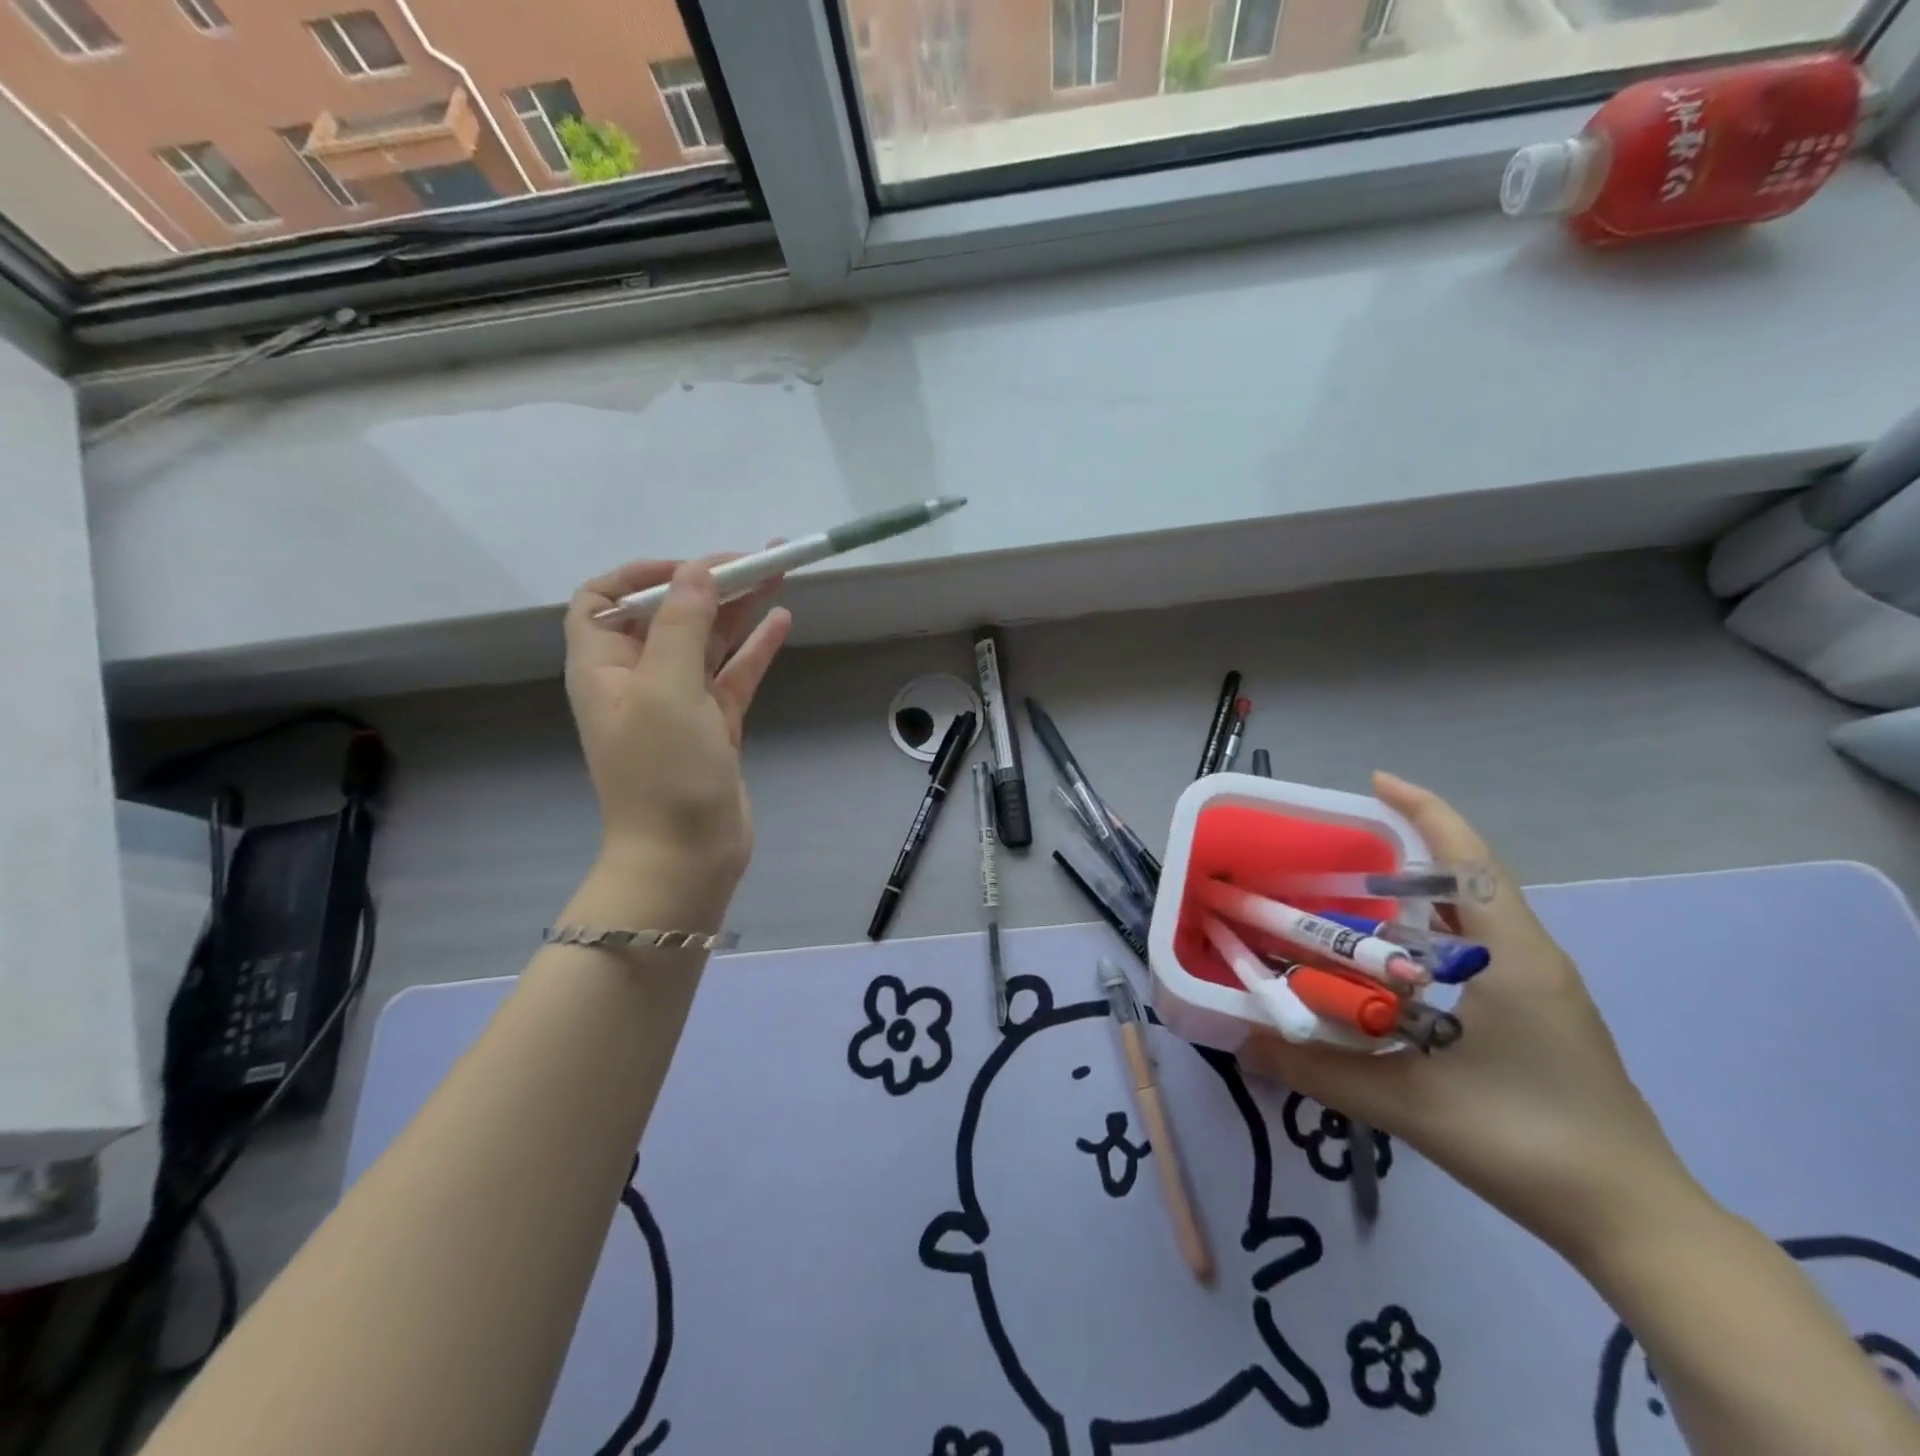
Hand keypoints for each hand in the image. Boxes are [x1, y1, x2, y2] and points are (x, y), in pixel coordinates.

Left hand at [564, 557, 791, 895]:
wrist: (685, 856)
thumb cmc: (663, 771)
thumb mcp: (666, 689)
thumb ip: (681, 624)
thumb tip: (696, 571)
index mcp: (604, 667)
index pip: (604, 600)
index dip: (642, 575)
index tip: (691, 570)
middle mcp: (637, 679)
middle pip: (669, 615)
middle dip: (709, 584)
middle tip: (759, 559)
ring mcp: (678, 704)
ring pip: (708, 643)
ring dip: (739, 610)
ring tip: (779, 575)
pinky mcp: (713, 726)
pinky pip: (733, 676)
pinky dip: (755, 649)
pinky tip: (781, 621)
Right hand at [1238, 772, 1708, 1268]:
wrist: (1635, 1221)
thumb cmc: (1528, 1143)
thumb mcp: (1411, 1106)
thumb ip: (1319, 1072)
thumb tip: (1244, 1043)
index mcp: (1512, 956)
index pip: (1469, 860)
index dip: (1425, 810)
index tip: (1376, 782)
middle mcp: (1531, 956)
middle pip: (1470, 877)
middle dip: (1409, 848)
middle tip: (1338, 850)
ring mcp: (1541, 987)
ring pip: (1474, 915)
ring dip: (1420, 894)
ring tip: (1354, 895)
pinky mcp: (1539, 1015)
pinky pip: (1478, 949)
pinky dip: (1431, 935)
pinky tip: (1391, 965)